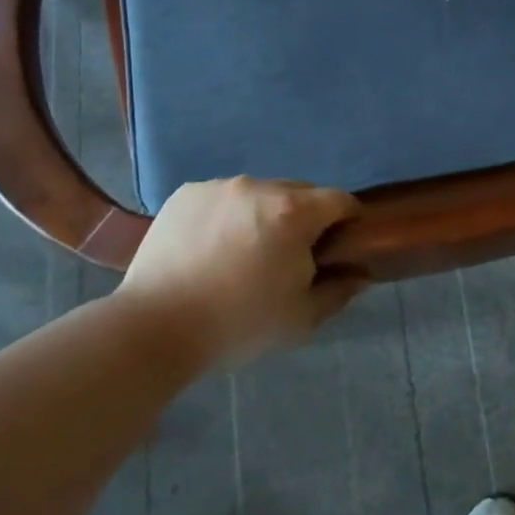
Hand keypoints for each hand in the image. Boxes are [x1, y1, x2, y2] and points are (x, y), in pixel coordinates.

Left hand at [115, 178, 366, 366]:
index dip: (347, 221)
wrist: (155, 327)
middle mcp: (259, 187)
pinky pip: (223, 198)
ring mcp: (219, 187)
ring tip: (244, 254)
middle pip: (299, 193)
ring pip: (259, 194)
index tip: (339, 246)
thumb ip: (338, 291)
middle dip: (304, 219)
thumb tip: (360, 274)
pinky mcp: (186, 194)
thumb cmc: (239, 324)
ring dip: (264, 215)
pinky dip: (228, 216)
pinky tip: (212, 249)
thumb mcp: (301, 318)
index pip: (339, 200)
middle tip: (289, 257)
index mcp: (294, 212)